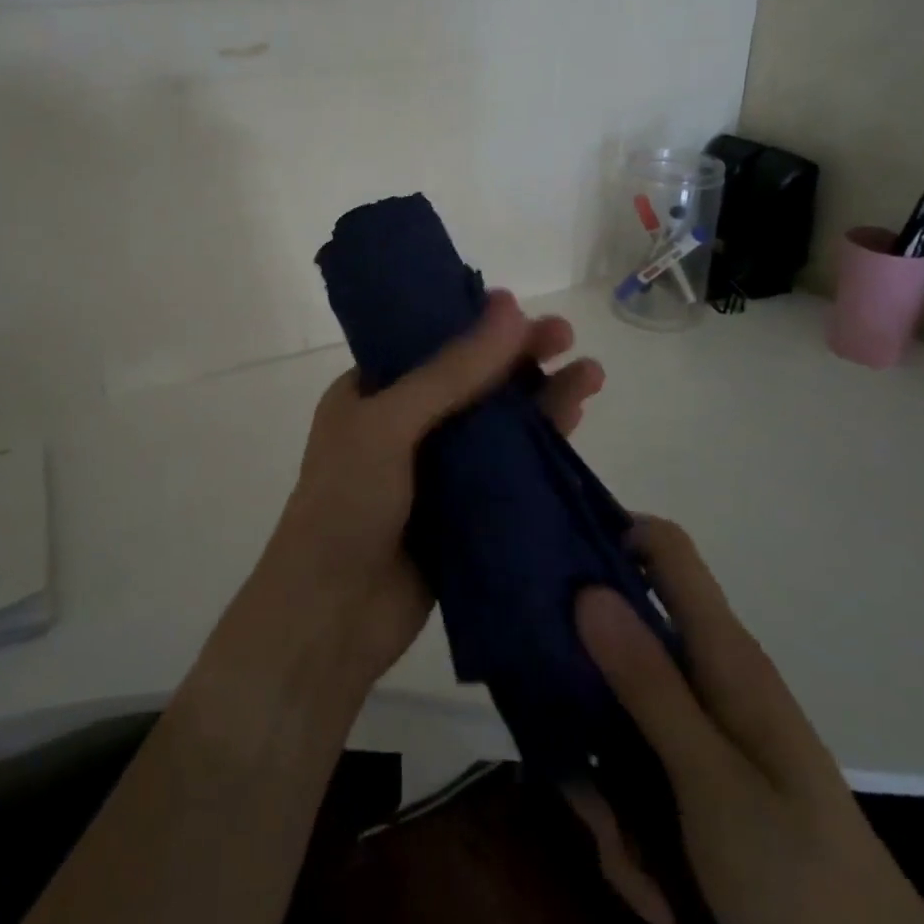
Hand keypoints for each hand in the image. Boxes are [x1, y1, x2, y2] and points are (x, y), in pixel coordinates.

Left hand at [259, 290, 605, 690]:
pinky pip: (508, 467)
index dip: (475, 322)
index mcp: (372, 391)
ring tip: (591, 374)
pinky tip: (575, 422)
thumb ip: (451, 372)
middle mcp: (405, 423)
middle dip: (519, 356)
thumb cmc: (346, 504)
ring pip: (497, 421)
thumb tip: (510, 307)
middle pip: (473, 378)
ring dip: (541, 396)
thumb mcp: (390, 424)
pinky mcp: (464, 509)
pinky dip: (540, 443)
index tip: (521, 307)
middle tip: (566, 336)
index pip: (431, 341)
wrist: (333, 617)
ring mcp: (437, 468)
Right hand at [570, 518, 923, 923]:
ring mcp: (698, 727)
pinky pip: (635, 771)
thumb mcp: (712, 782)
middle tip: (561, 754)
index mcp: (720, 653)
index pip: (666, 549)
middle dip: (583, 695)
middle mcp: (706, 675)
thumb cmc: (799, 876)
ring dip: (603, 787)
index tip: (551, 561)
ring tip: (618, 855)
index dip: (613, 533)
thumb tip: (587, 589)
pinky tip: (645, 885)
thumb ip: (649, 685)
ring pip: (616, 715)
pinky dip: (629, 826)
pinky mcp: (693, 775)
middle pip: (620, 639)